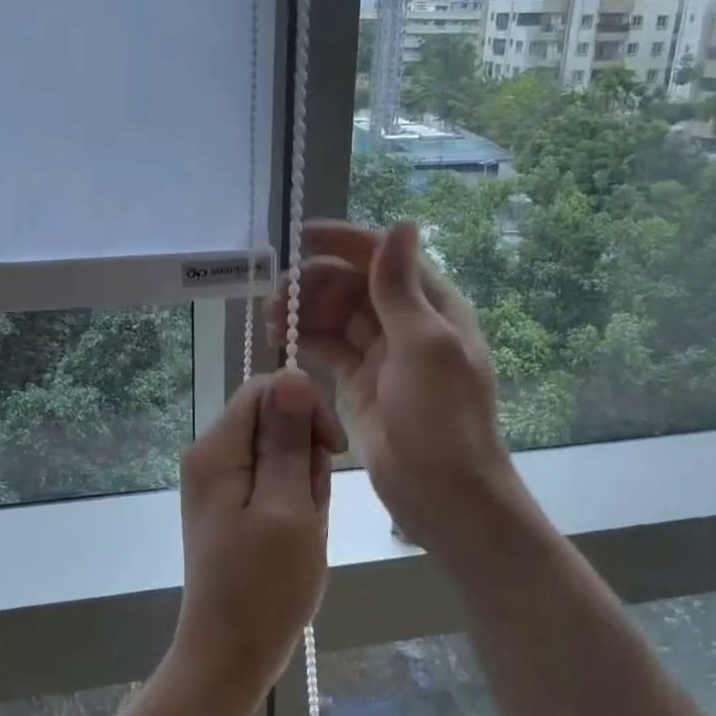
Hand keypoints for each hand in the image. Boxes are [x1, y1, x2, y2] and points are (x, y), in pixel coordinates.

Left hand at [174, 369, 346, 694]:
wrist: (231, 655)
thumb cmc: (265, 586)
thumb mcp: (288, 506)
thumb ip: (288, 438)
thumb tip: (292, 374)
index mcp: (216, 450)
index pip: (265, 389)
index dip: (305, 408)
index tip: (330, 451)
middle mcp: (209, 456)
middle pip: (271, 419)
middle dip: (303, 453)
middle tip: (309, 506)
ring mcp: (217, 481)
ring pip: (277, 450)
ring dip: (301, 481)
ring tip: (303, 526)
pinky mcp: (229, 503)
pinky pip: (271, 478)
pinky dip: (292, 499)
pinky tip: (296, 533)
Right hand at [269, 220, 522, 555]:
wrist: (444, 493)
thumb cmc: (441, 417)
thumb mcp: (424, 346)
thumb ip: (401, 288)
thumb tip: (401, 223)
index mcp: (432, 306)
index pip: (385, 257)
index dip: (345, 242)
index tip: (301, 239)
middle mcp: (407, 322)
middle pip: (355, 283)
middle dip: (315, 281)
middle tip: (277, 295)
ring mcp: (382, 353)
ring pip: (337, 315)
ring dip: (306, 309)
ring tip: (272, 318)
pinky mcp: (360, 382)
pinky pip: (329, 347)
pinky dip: (306, 338)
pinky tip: (282, 339)